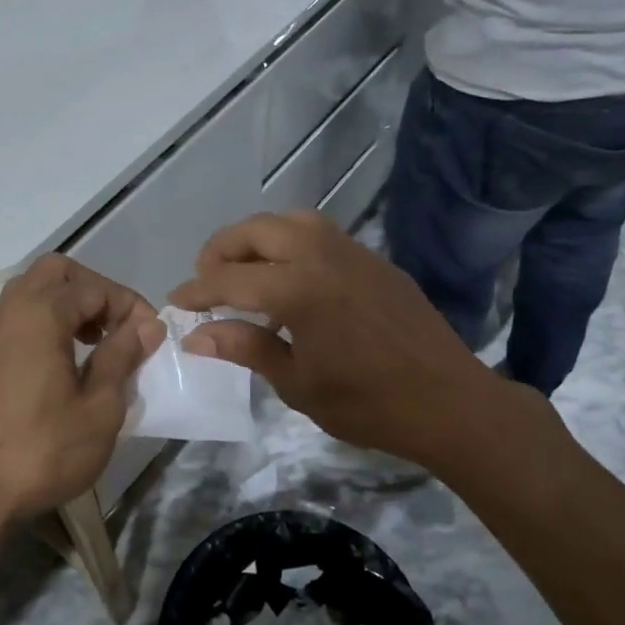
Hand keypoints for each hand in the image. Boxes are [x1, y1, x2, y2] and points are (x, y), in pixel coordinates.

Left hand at [0, 256, 163, 526]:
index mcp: (40, 314)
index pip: (95, 287)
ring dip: (68, 303)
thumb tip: (148, 324)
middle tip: (118, 328)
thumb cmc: (43, 452)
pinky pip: (17, 315)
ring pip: (33, 289)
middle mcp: (10, 310)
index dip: (130, 306)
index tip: (151, 337)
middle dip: (95, 290)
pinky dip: (45, 320)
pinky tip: (63, 361)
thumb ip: (123, 356)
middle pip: (57, 272)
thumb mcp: (100, 408)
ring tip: (94, 343)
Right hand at [170, 212, 546, 469]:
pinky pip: (321, 234)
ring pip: (292, 221)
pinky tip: (290, 276)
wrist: (449, 402)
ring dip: (258, 236)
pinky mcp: (374, 260)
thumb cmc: (367, 404)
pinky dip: (291, 242)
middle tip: (206, 278)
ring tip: (244, 268)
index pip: (230, 279)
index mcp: (299, 290)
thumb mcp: (297, 383)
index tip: (175, 301)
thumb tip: (195, 335)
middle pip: (257, 230)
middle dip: (222, 249)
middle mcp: (322, 256)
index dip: (197, 290)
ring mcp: (352, 252)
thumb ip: (245, 349)